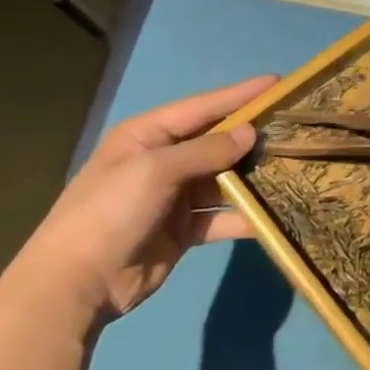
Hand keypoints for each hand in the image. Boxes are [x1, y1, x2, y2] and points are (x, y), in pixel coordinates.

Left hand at [8, 74, 275, 324]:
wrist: (73, 286)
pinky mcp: (183, 230)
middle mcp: (162, 160)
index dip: (240, 95)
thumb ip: (206, 150)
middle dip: (252, 135)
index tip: (278, 83)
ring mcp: (173, 196)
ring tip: (293, 166)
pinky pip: (221, 216)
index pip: (203, 107)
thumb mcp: (155, 171)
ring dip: (253, 175)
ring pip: (224, 178)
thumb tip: (250, 134)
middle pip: (216, 141)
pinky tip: (274, 213)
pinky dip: (244, 215)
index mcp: (147, 135)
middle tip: (295, 125)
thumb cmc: (109, 212)